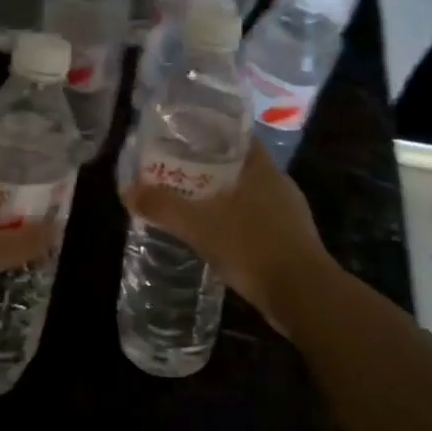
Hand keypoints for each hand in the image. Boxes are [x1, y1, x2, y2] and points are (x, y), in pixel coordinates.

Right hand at [122, 141, 331, 331]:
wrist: (304, 296)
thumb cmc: (252, 247)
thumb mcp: (199, 226)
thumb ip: (163, 206)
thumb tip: (127, 190)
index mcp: (261, 168)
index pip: (235, 136)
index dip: (209, 134)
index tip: (183, 139)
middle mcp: (278, 183)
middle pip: (239, 165)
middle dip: (210, 168)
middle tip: (177, 173)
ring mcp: (289, 212)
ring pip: (249, 194)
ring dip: (224, 197)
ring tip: (192, 204)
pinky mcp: (293, 240)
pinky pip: (258, 220)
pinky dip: (237, 222)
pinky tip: (218, 236)